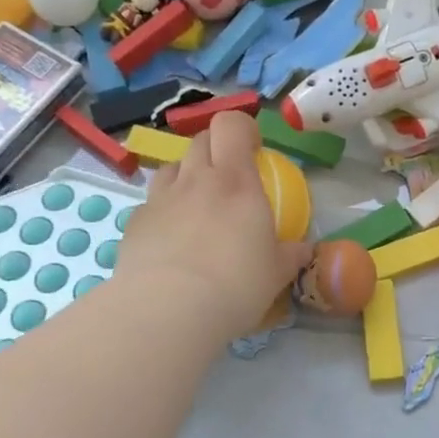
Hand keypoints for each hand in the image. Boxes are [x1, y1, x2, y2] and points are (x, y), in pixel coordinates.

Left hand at [114, 112, 313, 340]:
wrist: (168, 312)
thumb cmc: (235, 285)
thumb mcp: (276, 273)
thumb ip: (290, 254)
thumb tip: (304, 249)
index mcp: (236, 182)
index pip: (231, 125)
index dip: (242, 129)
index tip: (254, 149)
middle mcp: (196, 180)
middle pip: (200, 140)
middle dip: (216, 149)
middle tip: (229, 177)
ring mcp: (160, 199)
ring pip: (172, 167)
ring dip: (186, 175)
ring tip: (197, 205)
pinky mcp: (134, 223)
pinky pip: (152, 203)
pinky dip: (164, 211)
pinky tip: (171, 240)